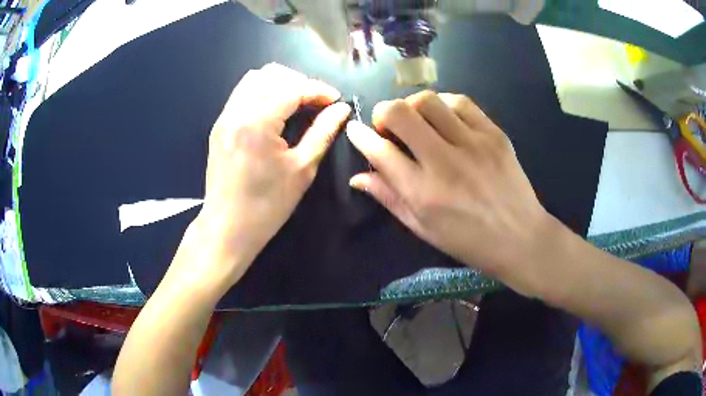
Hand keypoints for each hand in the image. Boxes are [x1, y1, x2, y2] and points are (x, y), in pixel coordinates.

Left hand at [175, 63, 350, 293]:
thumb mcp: (302, 170)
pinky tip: (275, 112)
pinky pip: (242, 94)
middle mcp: (237, 112)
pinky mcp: (219, 125)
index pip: (292, 88)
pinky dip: (262, 93)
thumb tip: (341, 109)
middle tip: (316, 102)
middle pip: (271, 75)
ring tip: (296, 103)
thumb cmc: (267, 206)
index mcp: (257, 123)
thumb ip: (323, 132)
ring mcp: (224, 117)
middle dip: (299, 82)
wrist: (226, 228)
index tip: (336, 100)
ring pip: (253, 79)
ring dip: (279, 84)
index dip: (318, 90)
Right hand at [347, 91, 550, 285]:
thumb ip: (389, 198)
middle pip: (400, 113)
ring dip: (412, 106)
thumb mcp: (423, 229)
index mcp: (423, 194)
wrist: (521, 238)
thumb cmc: (469, 241)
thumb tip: (358, 176)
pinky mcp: (495, 134)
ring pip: (428, 101)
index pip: (380, 151)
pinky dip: (444, 104)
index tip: (355, 130)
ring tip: (417, 121)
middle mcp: (445, 163)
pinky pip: (461, 102)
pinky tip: (444, 118)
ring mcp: (473, 144)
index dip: (360, 136)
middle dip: (383, 113)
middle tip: (388, 125)